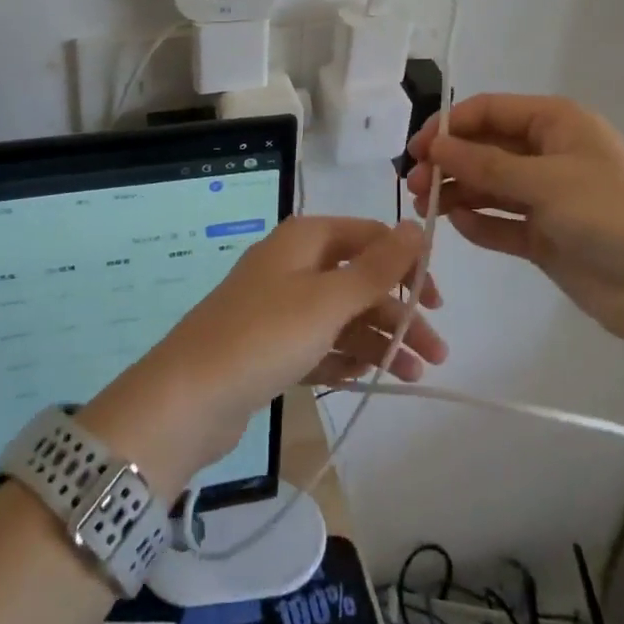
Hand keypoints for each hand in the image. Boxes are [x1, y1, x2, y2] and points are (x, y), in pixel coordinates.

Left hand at [83, 217, 445, 496]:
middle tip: (436, 354)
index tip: (437, 302)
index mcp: (306, 239)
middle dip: (399, 313)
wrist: (187, 398)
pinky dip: (346, 356)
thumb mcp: (329, 299)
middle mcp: (294, 263)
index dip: (408, 264)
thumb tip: (417, 225)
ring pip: (343, 315)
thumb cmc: (265, 336)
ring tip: (413, 377)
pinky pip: (320, 342)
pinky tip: (368, 378)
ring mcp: (280, 305)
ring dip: (380, 340)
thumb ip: (378, 266)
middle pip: (360, 279)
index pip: (371, 237)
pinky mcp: (271, 344)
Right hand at [405, 94, 623, 345]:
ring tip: (425, 208)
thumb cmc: (611, 214)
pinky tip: (458, 227)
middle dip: (448, 162)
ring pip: (489, 186)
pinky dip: (479, 223)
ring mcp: (546, 197)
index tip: (416, 149)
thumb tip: (435, 146)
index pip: (489, 111)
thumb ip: (486, 164)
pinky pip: (501, 222)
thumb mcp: (547, 181)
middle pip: (485, 148)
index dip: (450, 126)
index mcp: (555, 123)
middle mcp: (548, 153)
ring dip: (457, 193)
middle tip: (414, 184)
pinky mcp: (544, 236)